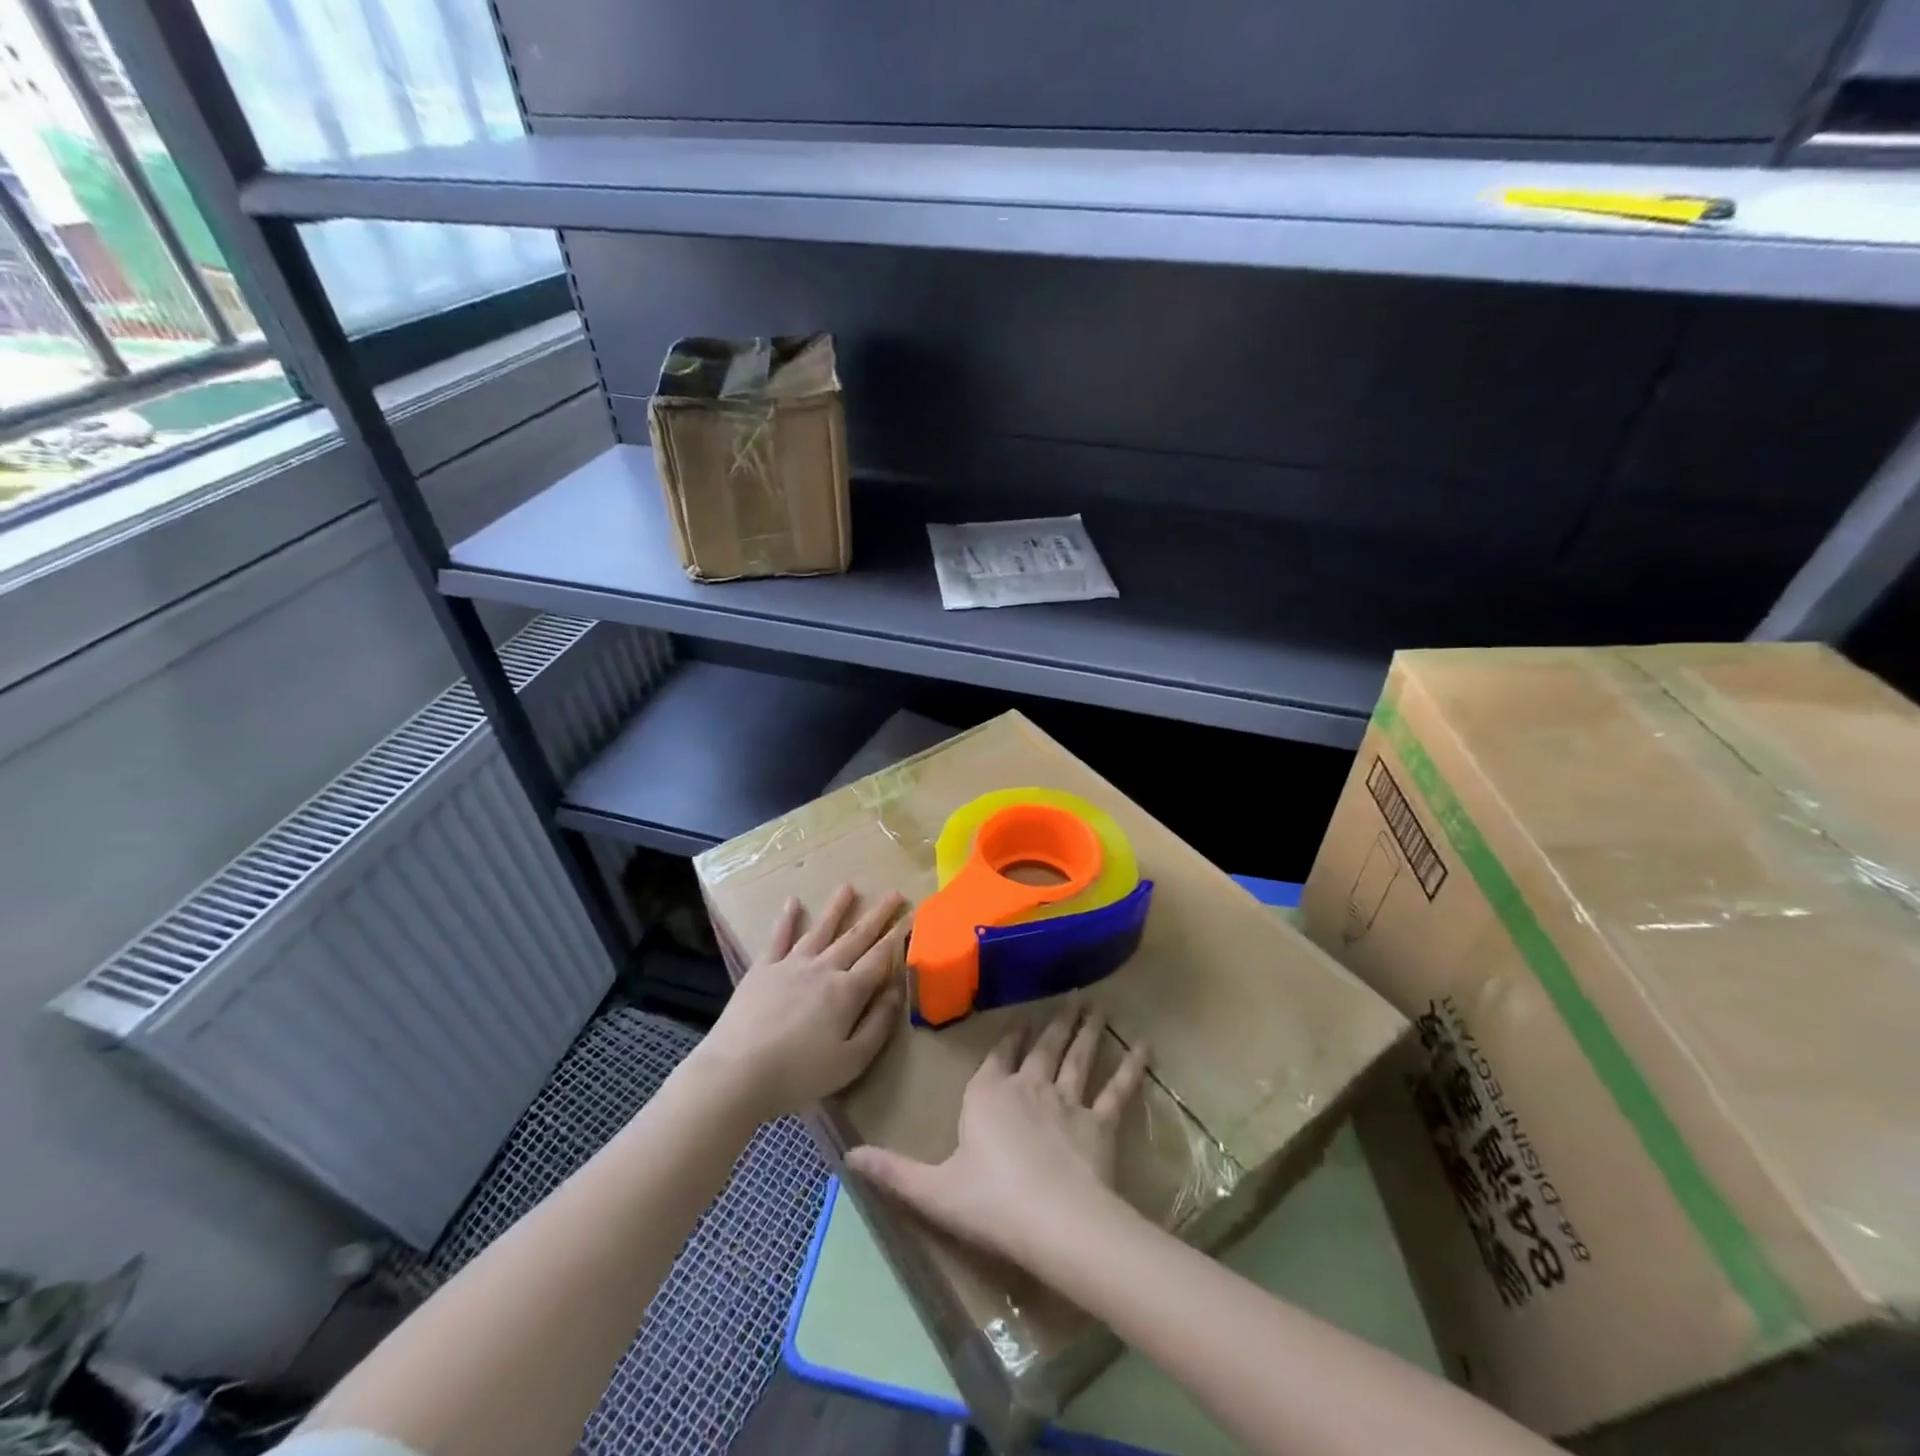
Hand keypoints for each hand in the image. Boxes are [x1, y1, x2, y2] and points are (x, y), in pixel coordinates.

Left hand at [690, 885, 907, 1124]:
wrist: (736, 1072)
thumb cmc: (799, 1074)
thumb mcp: (851, 1061)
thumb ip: (877, 1025)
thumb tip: (896, 992)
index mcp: (847, 992)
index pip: (879, 958)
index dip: (898, 937)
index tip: (911, 917)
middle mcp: (823, 969)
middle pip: (856, 937)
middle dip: (878, 915)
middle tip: (894, 894)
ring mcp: (791, 965)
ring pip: (821, 929)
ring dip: (837, 907)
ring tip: (849, 886)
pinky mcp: (762, 969)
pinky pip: (779, 938)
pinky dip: (787, 919)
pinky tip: (793, 902)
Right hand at [847, 1002, 1148, 1269]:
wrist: (1054, 1220)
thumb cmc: (989, 1202)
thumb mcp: (932, 1190)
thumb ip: (892, 1171)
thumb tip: (847, 1156)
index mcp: (987, 1096)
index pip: (997, 1059)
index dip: (1008, 1041)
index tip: (1019, 1022)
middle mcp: (1028, 1087)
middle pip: (1042, 1049)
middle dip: (1054, 1023)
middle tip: (1071, 996)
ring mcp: (1067, 1101)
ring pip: (1077, 1057)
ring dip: (1086, 1031)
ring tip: (1095, 1006)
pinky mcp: (1100, 1122)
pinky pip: (1117, 1089)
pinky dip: (1131, 1067)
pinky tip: (1143, 1045)